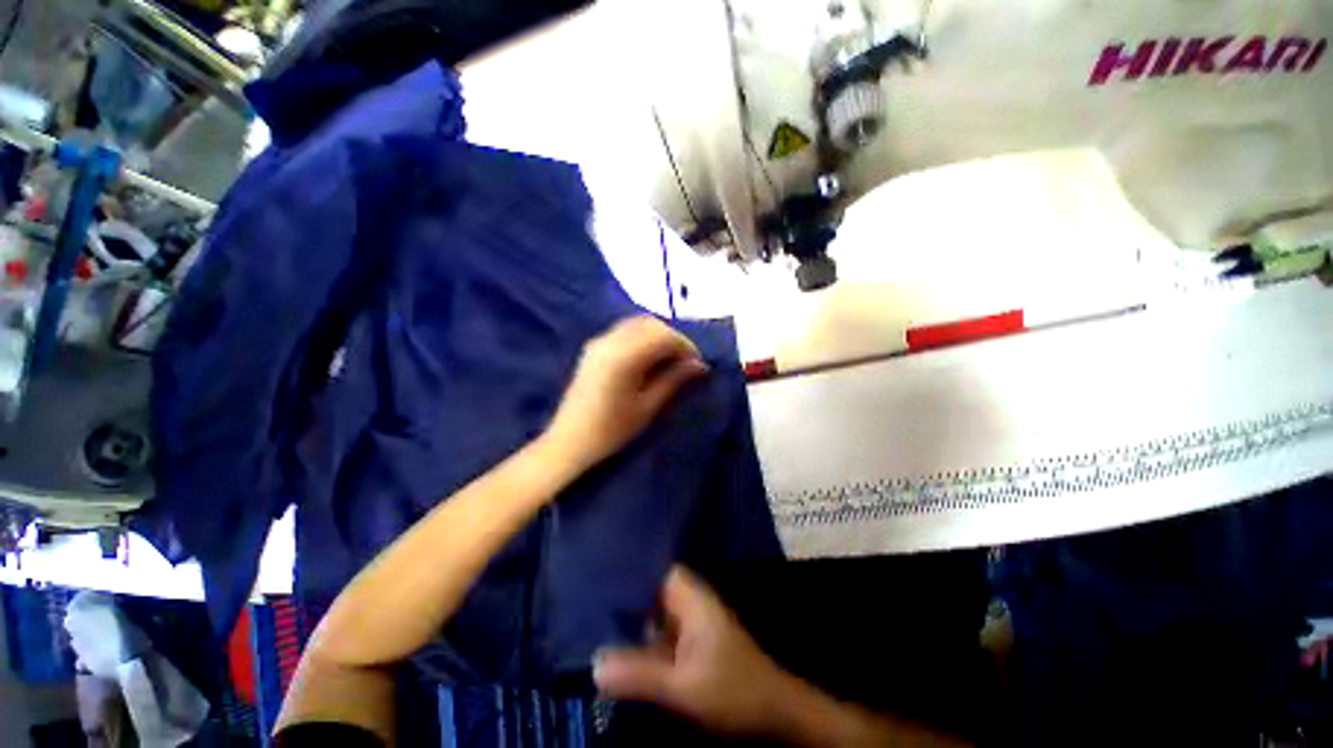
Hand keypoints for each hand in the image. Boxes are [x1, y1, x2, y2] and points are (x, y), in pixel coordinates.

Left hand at [542, 316, 707, 472]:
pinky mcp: (593, 348)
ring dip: (658, 337)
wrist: (569, 441)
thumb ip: (674, 379)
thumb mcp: (648, 407)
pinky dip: (642, 338)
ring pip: (637, 324)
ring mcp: (599, 342)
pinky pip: (624, 331)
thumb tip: (699, 364)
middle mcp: (610, 340)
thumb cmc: (611, 430)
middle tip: (685, 363)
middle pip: (651, 325)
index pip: (663, 336)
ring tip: (669, 361)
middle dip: (673, 339)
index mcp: (624, 355)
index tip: (698, 365)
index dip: (686, 346)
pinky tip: (648, 359)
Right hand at [593, 567, 800, 738]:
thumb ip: (640, 674)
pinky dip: (642, 641)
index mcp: (692, 599)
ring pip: (655, 615)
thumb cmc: (732, 689)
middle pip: (652, 592)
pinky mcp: (692, 647)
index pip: (657, 569)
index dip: (631, 567)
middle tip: (585, 598)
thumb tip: (594, 665)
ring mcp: (692, 627)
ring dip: (631, 620)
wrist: (773, 713)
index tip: (598, 569)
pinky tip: (617, 649)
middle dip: (624, 596)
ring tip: (590, 620)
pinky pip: (661, 637)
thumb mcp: (683, 685)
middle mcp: (691, 605)